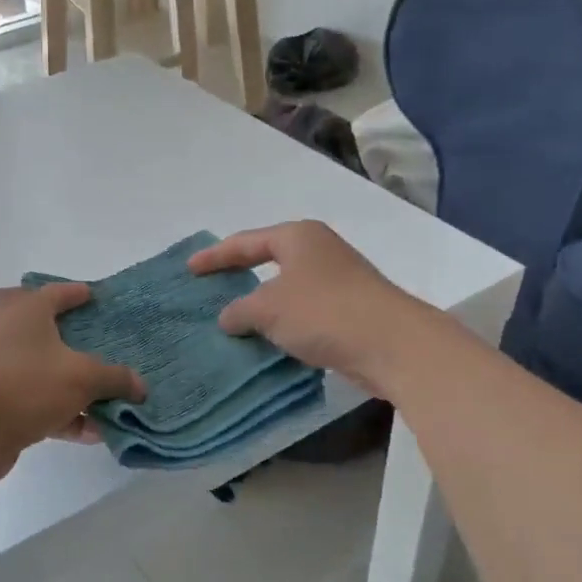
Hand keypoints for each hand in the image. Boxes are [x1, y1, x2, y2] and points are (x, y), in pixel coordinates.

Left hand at [0, 283, 145, 480]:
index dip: (72, 292)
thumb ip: (115, 379)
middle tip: (65, 327)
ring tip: (101, 395)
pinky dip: (63, 414)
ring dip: (65, 380)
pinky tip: (92, 431)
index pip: (51, 293)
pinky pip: (37, 404)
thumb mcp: (83, 378)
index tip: (91, 294)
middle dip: (39, 319)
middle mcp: (7, 336)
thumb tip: (140, 386)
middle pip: (11, 312)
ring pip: (33, 366)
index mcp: (25, 314)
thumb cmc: (28, 384)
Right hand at [188, 221, 429, 395]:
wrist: (391, 343)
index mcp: (297, 237)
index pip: (245, 242)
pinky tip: (268, 339)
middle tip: (210, 287)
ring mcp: (338, 280)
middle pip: (268, 260)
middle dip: (239, 275)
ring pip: (287, 288)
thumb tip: (228, 318)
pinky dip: (283, 322)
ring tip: (234, 319)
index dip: (214, 256)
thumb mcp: (268, 309)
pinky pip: (303, 312)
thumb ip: (240, 310)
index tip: (189, 269)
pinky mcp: (349, 310)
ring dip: (262, 304)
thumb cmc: (322, 312)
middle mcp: (318, 251)